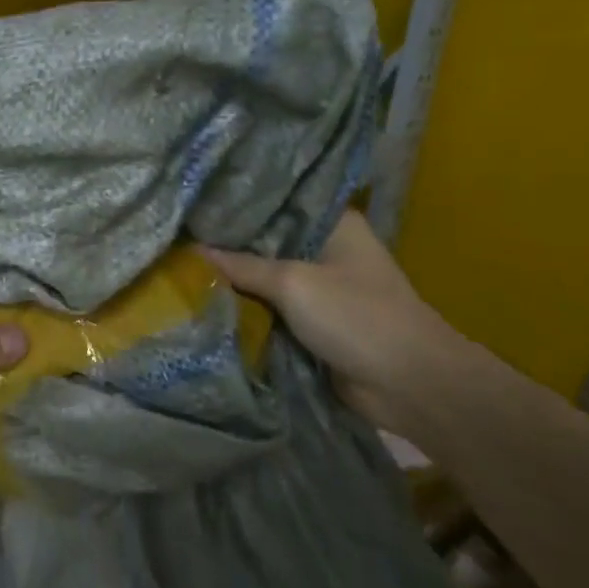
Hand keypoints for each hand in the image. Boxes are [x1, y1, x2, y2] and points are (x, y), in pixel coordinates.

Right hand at [202, 211, 466, 434]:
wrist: (410, 386)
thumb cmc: (357, 317)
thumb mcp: (293, 283)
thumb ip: (242, 266)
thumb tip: (193, 252)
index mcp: (332, 223)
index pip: (276, 201)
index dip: (236, 203)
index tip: (194, 201)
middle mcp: (326, 248)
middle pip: (266, 240)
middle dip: (228, 244)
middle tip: (178, 234)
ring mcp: (321, 286)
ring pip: (266, 277)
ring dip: (234, 279)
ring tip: (181, 264)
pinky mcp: (314, 321)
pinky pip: (271, 308)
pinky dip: (247, 308)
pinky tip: (205, 299)